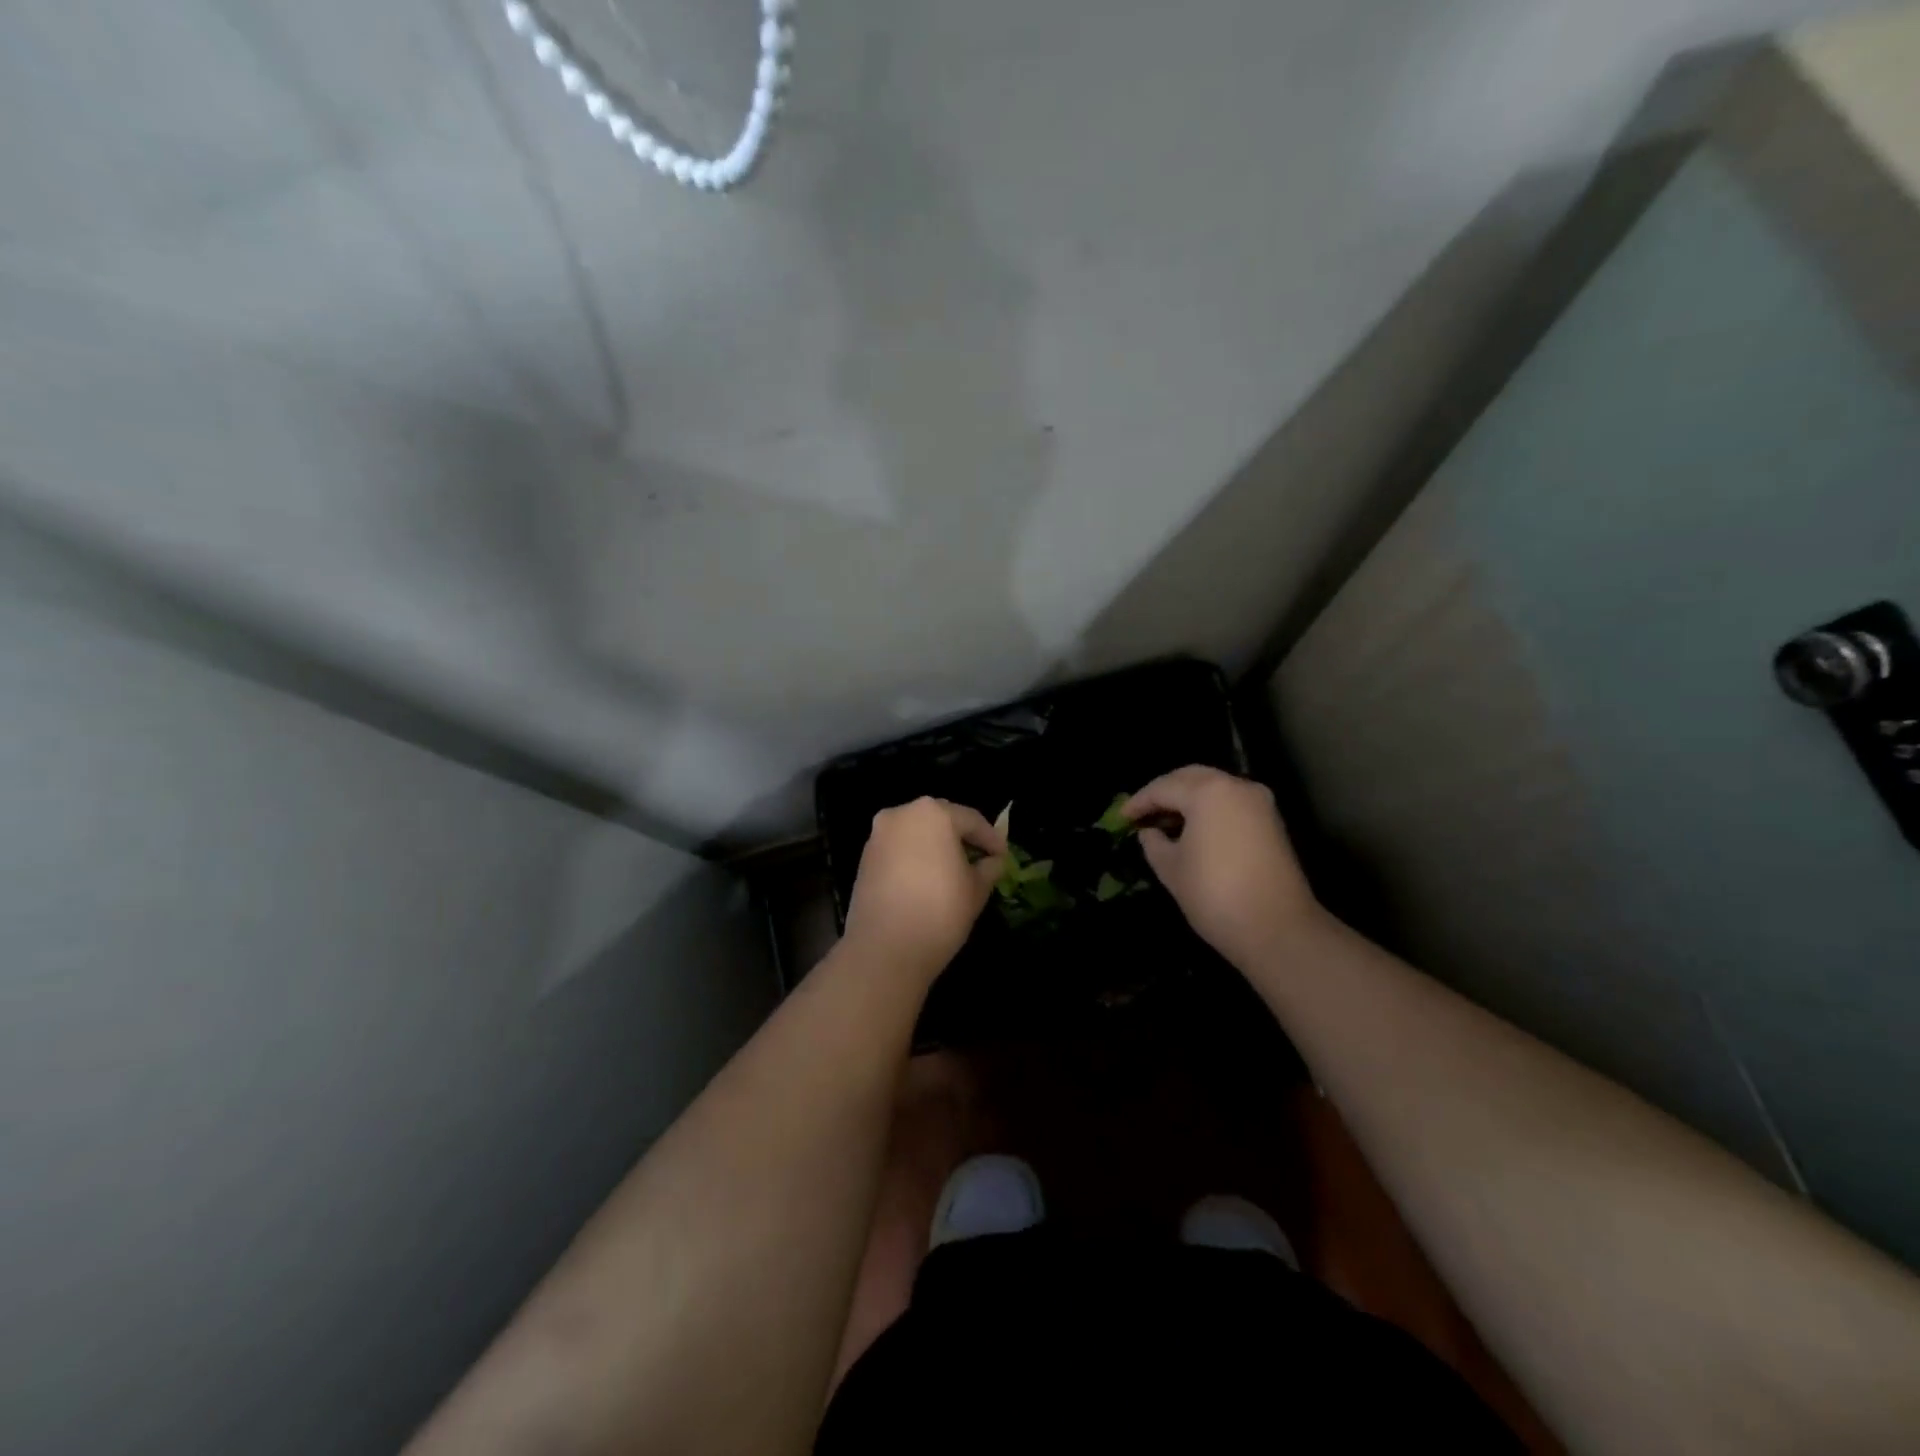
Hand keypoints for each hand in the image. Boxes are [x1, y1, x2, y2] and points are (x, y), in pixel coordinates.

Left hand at [843, 798, 1006, 977]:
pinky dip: (915, 856)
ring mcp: (879, 835)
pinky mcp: (865, 857)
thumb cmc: (940, 911)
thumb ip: (989, 868)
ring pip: (916, 832)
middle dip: (961, 836)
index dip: (991, 839)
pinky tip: (927, 879)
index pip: (971, 820)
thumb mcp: (976, 890)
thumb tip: (993, 861)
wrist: (885, 949)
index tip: (1003, 856)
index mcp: (934, 813)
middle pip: (940, 819)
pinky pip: (898, 848)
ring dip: (936, 845)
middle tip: (980, 857)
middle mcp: (902, 814)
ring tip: (954, 869)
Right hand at [1125, 766, 1321, 964]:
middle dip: (1164, 792)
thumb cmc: (1214, 894)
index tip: (1121, 818)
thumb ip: (1153, 843)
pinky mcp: (1272, 822)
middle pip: (1191, 778)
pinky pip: (1231, 803)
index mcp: (1208, 792)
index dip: (1138, 802)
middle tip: (1143, 813)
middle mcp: (1236, 786)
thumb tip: (1148, 832)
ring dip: (1188, 799)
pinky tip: (1192, 830)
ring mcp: (1259, 803)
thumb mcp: (1171, 868)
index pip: (1163, 787)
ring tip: (1164, 822)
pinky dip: (1209, 809)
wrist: (1278, 929)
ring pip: (1214, 788)